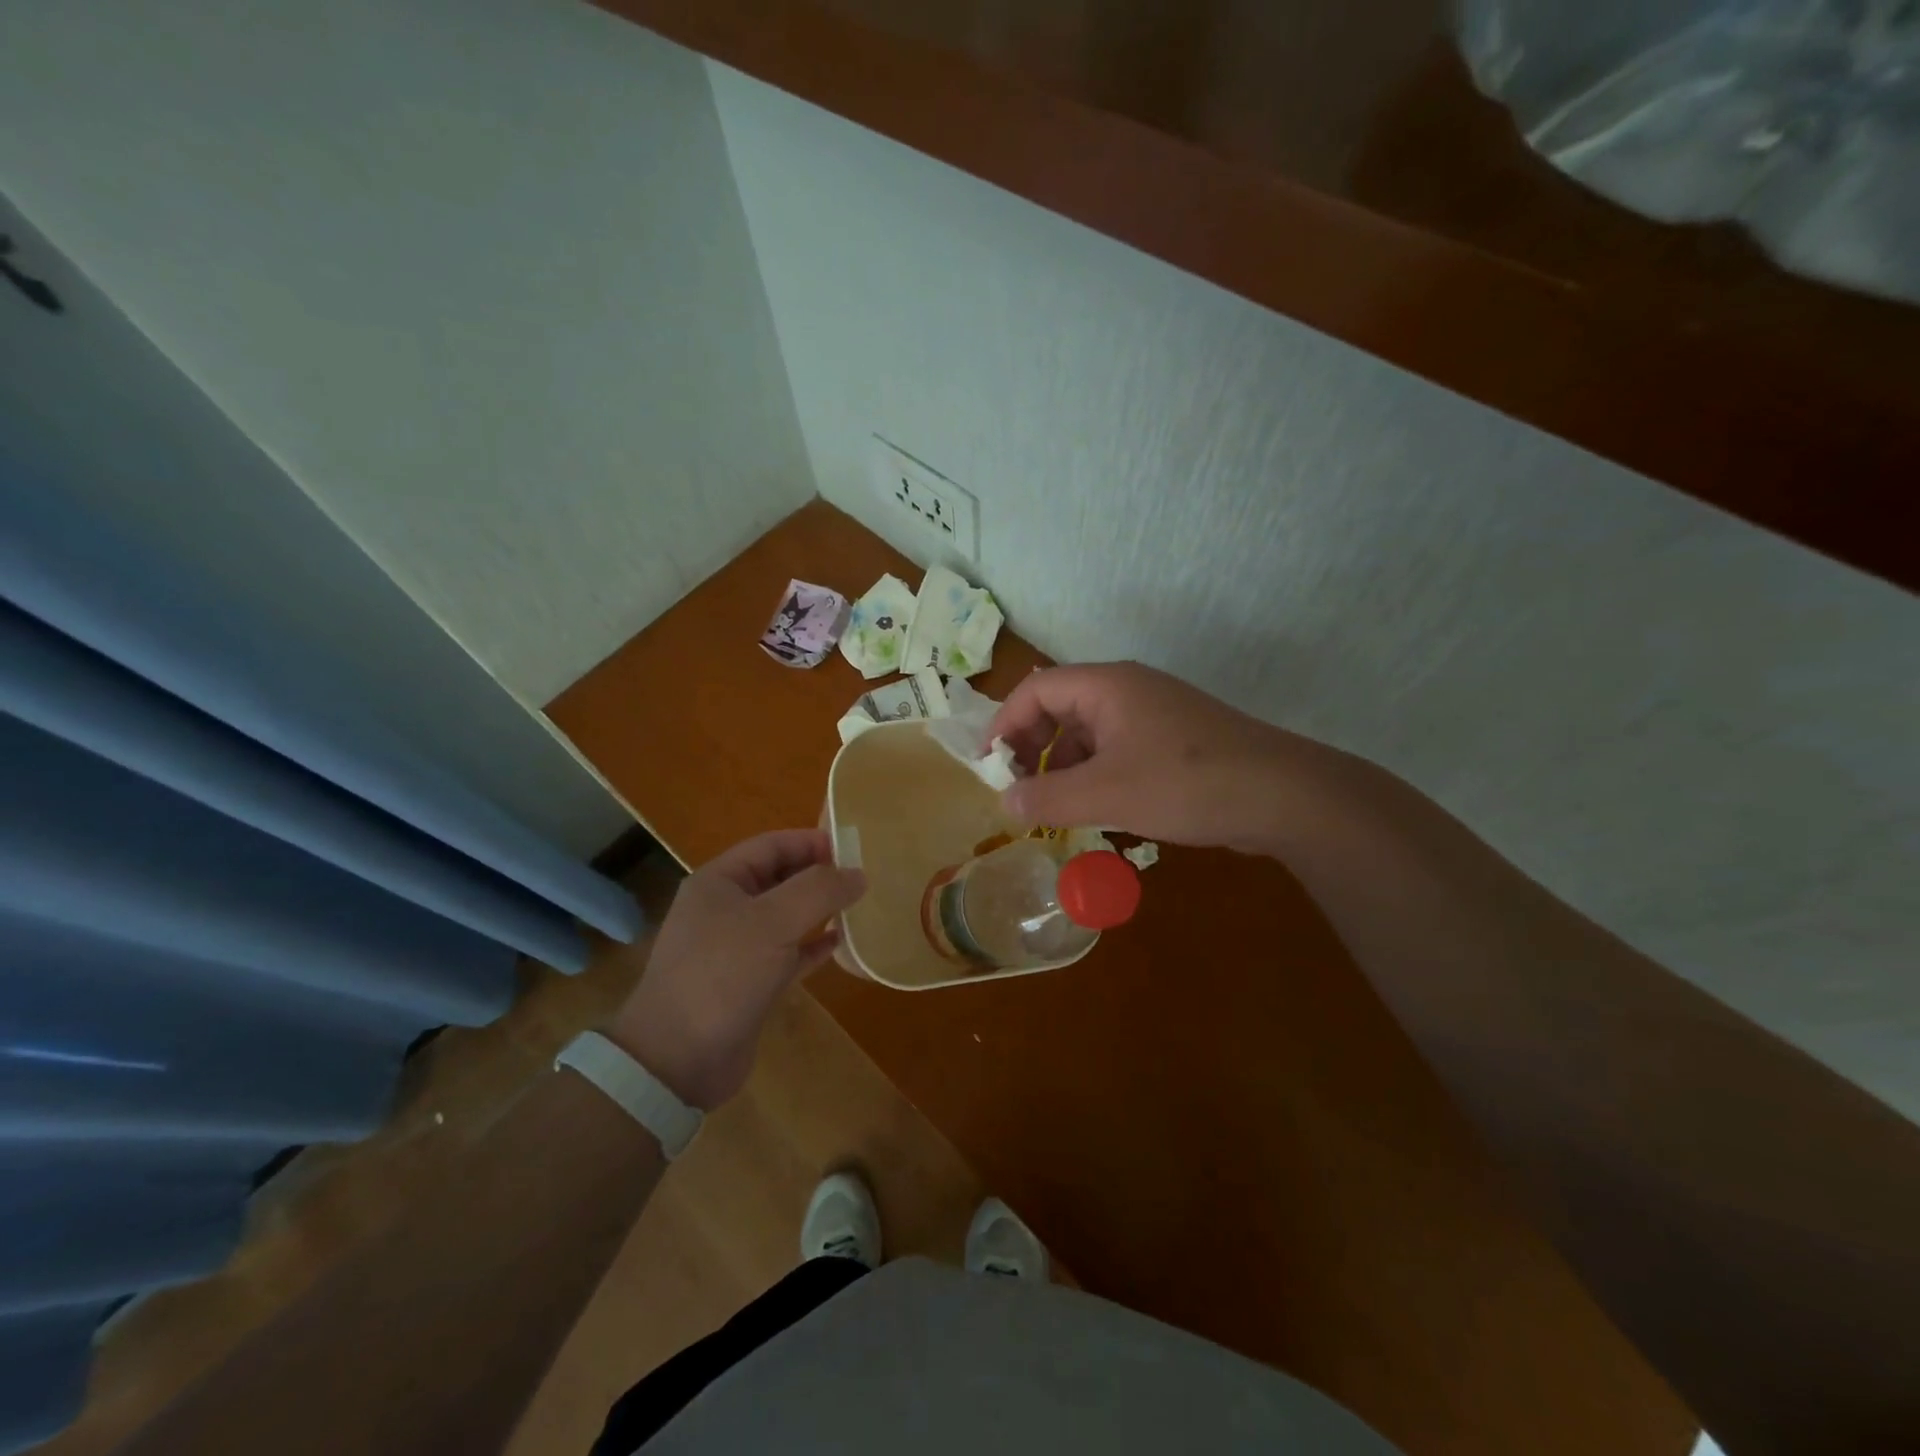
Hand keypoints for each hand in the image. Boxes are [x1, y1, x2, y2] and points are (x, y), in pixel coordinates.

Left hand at [607, 830, 866, 1109]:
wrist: (678, 1060)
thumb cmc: (722, 974)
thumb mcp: (773, 921)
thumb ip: (819, 890)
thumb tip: (858, 875)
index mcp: (719, 882)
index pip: (771, 845)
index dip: (811, 841)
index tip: (853, 848)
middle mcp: (725, 909)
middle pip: (780, 878)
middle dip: (819, 875)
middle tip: (862, 878)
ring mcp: (736, 948)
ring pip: (786, 917)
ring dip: (820, 910)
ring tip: (859, 906)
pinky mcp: (749, 983)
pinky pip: (788, 953)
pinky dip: (813, 946)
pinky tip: (841, 944)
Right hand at [990, 662, 1360, 852]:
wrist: (1283, 795)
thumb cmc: (1185, 784)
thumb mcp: (1106, 793)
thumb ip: (1047, 797)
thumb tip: (1004, 802)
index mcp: (1106, 686)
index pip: (1035, 689)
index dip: (1004, 724)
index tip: (989, 767)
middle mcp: (1127, 690)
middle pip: (1060, 706)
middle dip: (1032, 746)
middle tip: (1019, 789)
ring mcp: (1154, 714)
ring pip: (1089, 731)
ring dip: (1063, 764)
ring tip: (1053, 806)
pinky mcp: (1173, 740)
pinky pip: (1117, 748)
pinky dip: (1095, 773)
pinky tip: (1095, 807)